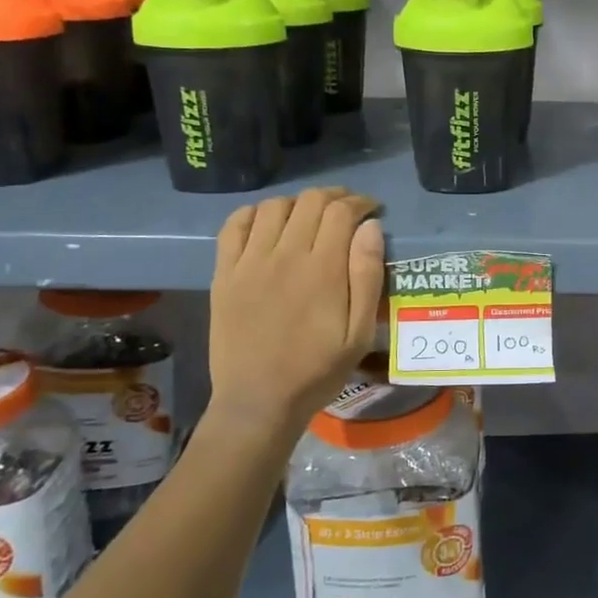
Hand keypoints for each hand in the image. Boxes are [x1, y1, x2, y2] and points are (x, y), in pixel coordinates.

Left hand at [202, 188, 384, 440]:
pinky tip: (268, 223)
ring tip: (309, 217)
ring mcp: (250, 262)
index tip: (372, 210)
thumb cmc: (317, 370)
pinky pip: (234, 225)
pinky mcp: (225, 273)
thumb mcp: (359, 332)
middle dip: (335, 197)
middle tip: (347, 210)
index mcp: (323, 269)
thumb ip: (367, 275)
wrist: (258, 401)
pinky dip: (254, 213)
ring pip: (274, 206)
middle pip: (310, 201)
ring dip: (298, 203)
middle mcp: (286, 255)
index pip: (342, 211)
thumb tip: (370, 227)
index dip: (360, 202)